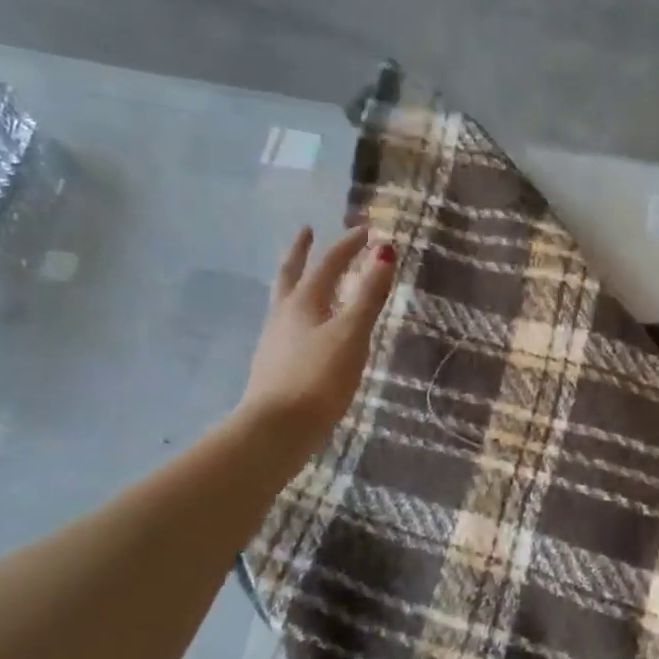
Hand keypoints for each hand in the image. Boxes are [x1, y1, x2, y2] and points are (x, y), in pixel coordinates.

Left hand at [237, 225, 395, 446]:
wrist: (278, 427)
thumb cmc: (319, 377)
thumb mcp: (352, 334)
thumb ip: (368, 295)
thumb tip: (384, 251)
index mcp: (303, 302)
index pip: (328, 264)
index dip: (348, 246)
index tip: (366, 231)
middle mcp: (284, 314)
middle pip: (291, 274)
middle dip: (301, 251)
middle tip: (306, 231)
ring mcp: (275, 340)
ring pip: (285, 299)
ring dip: (297, 280)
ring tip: (306, 277)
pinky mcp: (274, 364)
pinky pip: (286, 324)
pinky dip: (298, 312)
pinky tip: (305, 328)